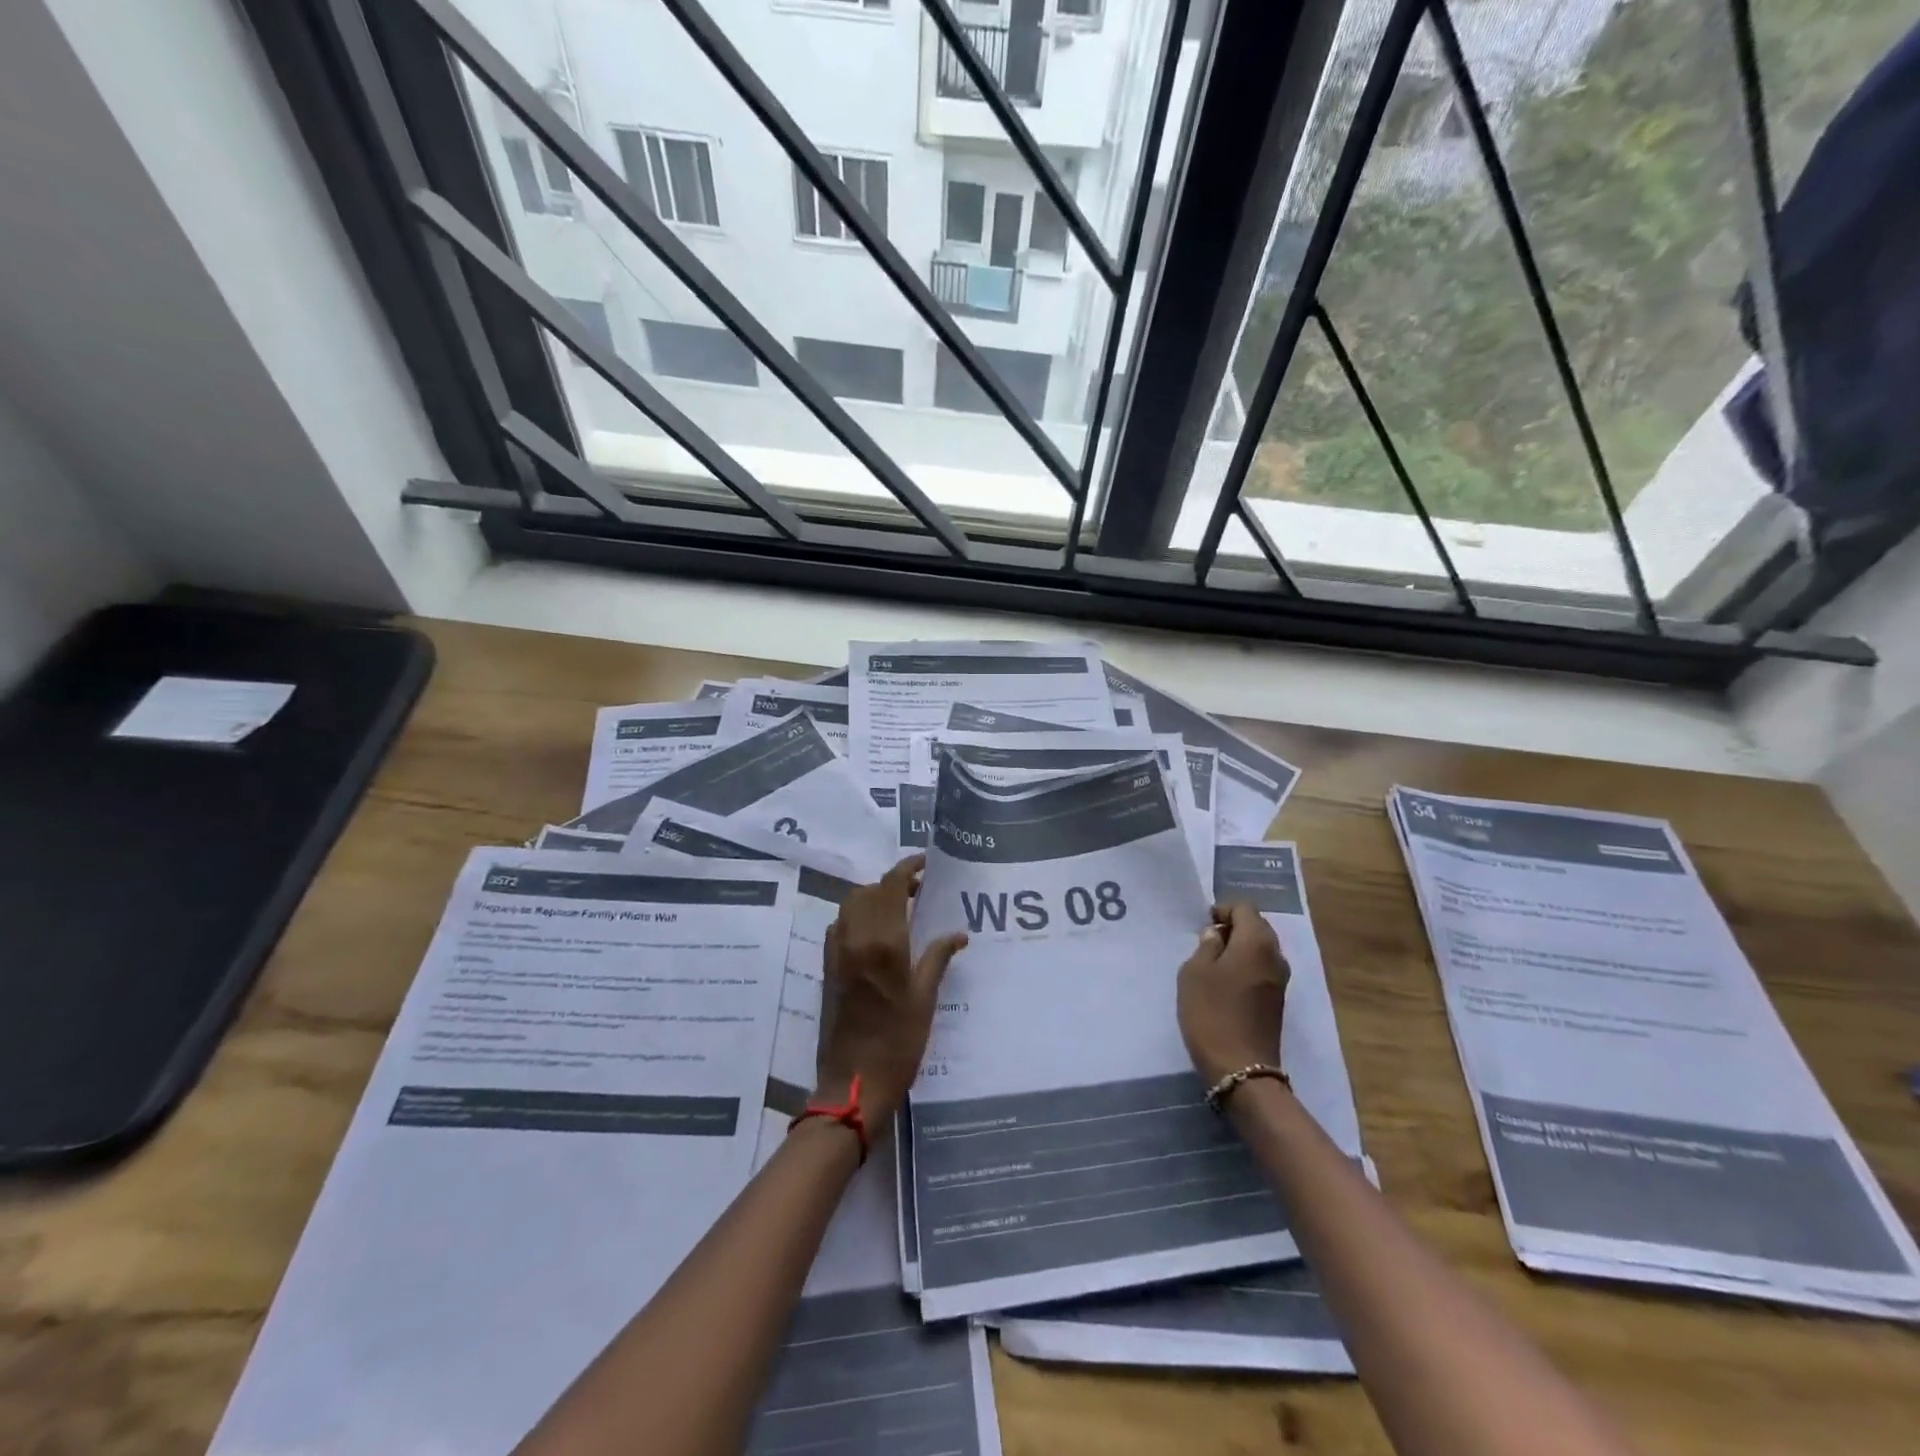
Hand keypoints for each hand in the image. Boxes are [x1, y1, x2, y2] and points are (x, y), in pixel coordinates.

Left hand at [816, 854, 967, 1127]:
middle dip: (893, 883)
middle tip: (919, 891)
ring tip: (901, 910)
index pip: (891, 884)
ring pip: (851, 905)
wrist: (853, 1083)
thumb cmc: (898, 1042)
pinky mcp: (828, 967)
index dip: (908, 867)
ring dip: (873, 897)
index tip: (927, 864)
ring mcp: (836, 952)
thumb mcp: (926, 998)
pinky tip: (878, 935)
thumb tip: (959, 933)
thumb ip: (938, 957)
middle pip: (868, 890)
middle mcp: (855, 938)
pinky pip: (840, 926)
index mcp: (883, 941)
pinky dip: (857, 917)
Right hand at [1177, 902, 1289, 1087]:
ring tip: (1213, 962)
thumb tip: (1217, 935)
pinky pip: (1262, 968)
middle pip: (1257, 926)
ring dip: (1239, 948)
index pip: (1244, 908)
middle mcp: (1276, 955)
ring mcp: (1281, 980)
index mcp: (1257, 942)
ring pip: (1261, 948)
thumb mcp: (1194, 972)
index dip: (1223, 910)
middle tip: (1206, 941)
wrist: (1241, 1068)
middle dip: (1233, 927)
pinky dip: (1246, 966)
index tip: (1203, 924)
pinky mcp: (1277, 1000)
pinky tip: (1225, 982)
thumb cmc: (1212, 1013)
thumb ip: (1206, 946)